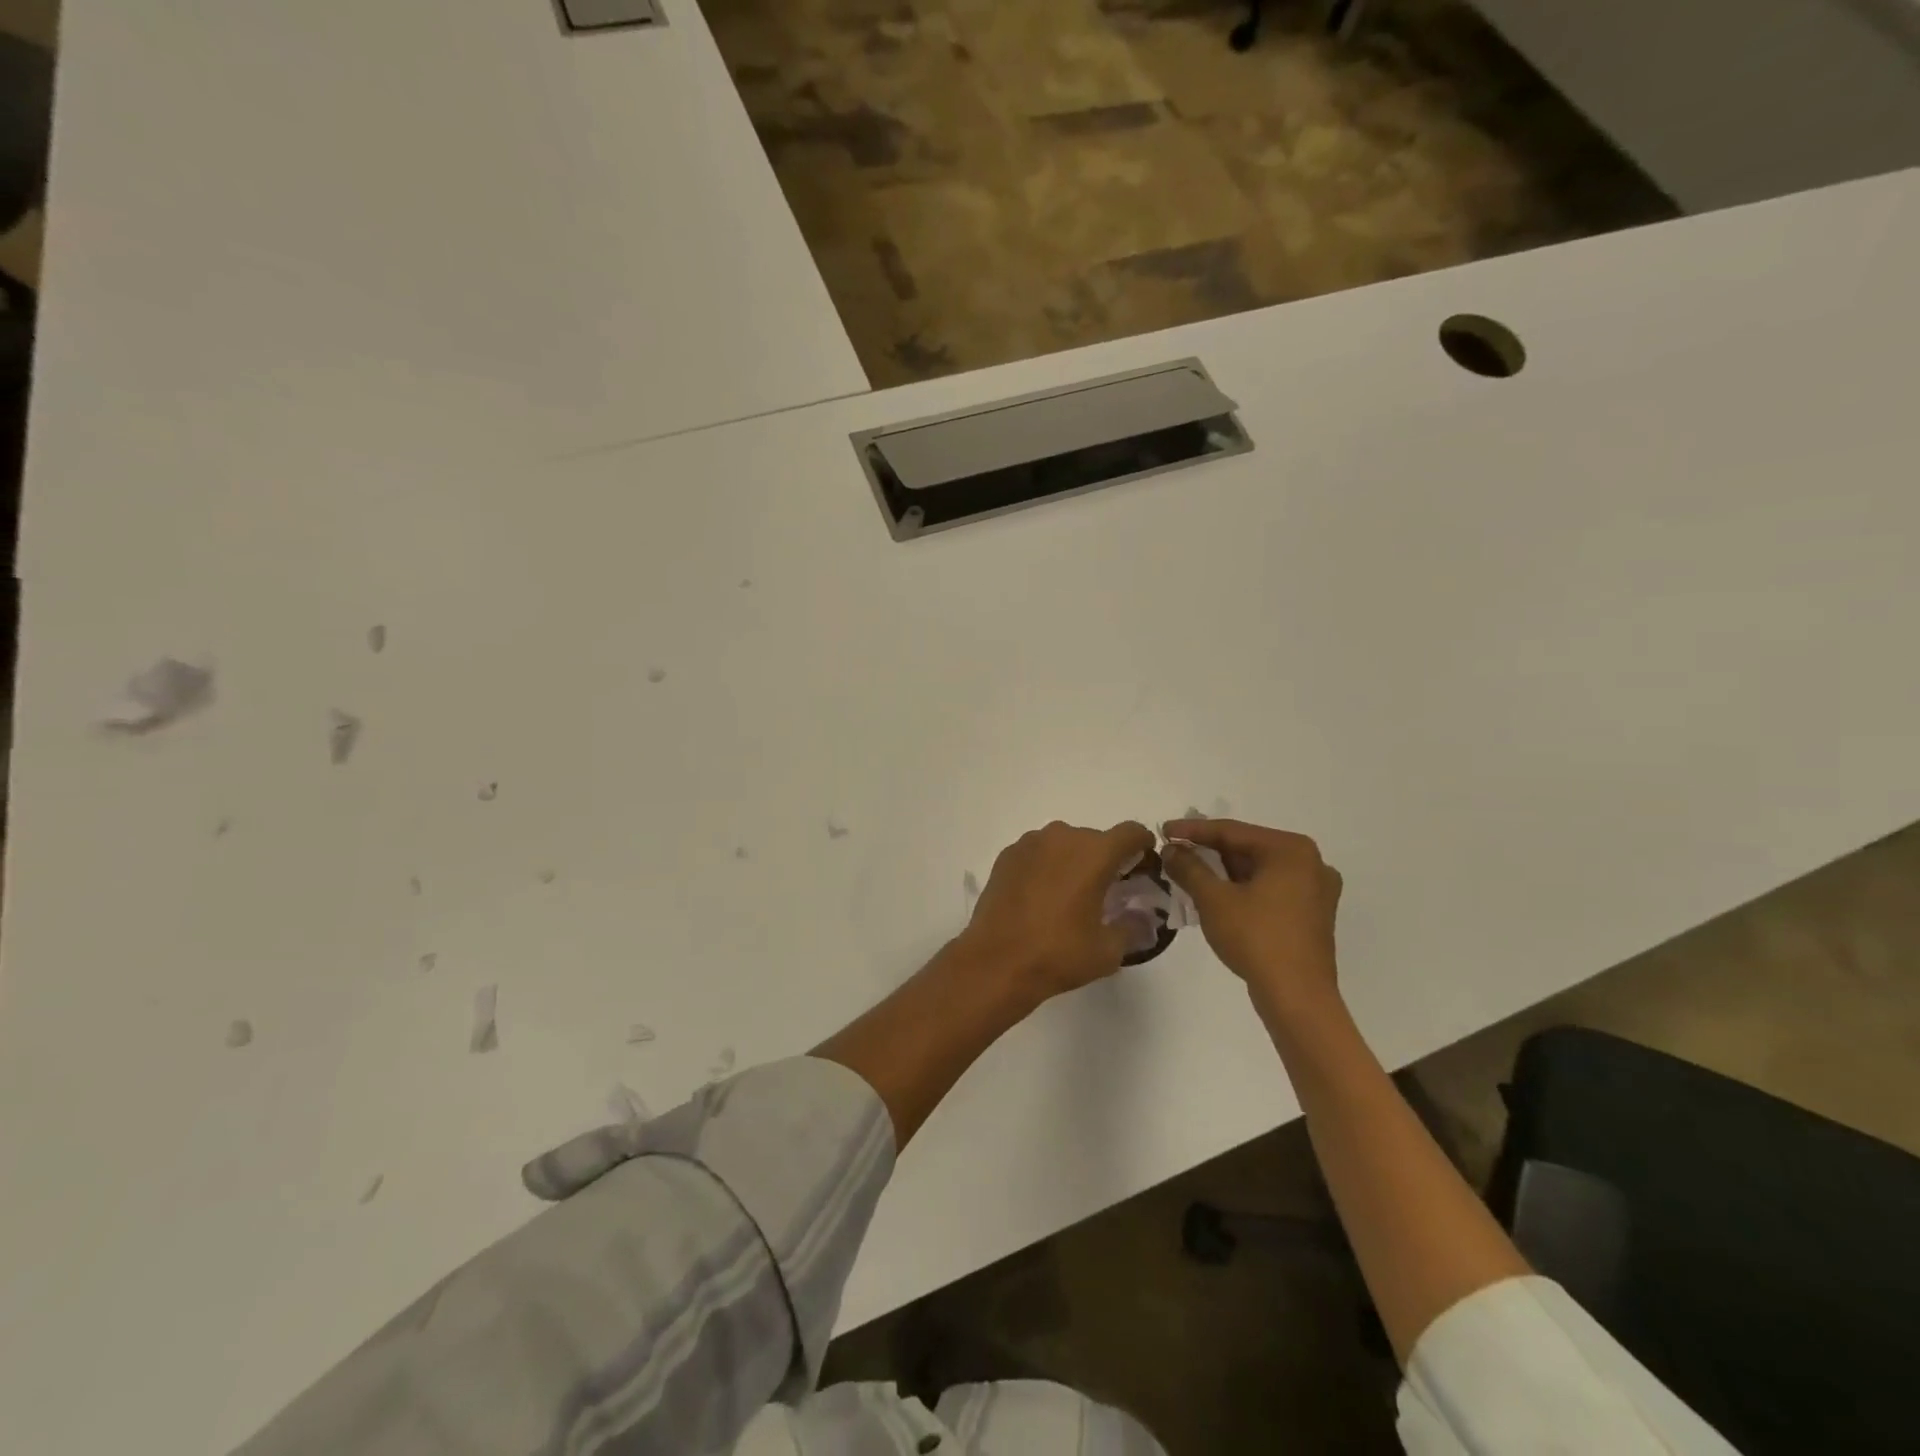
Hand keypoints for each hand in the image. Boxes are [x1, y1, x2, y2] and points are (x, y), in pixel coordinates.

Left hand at [961, 819, 1157, 1003]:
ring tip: (1069, 895)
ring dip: (1073, 861)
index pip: (1131, 833)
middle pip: (1096, 839)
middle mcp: (1063, 837)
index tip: (1142, 867)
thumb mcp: (1108, 950)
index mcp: (1094, 853)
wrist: (996, 961)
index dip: (1143, 846)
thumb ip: (1132, 927)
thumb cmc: (1058, 954)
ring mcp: (1030, 843)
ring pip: (1064, 844)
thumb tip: (1140, 917)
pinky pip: (1038, 852)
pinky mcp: (1007, 855)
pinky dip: (1046, 866)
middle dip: (1105, 860)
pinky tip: (1040, 897)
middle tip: (1105, 892)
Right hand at [1162, 819, 1342, 1015]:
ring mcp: (1315, 890)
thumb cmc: (1256, 939)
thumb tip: (1171, 849)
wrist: (1297, 998)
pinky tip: (1216, 896)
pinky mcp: (1311, 915)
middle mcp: (1310, 862)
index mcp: (1291, 850)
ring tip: (1188, 874)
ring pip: (1258, 870)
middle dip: (1208, 852)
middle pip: (1247, 849)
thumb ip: (1189, 867)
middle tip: (1174, 852)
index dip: (1193, 831)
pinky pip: (1270, 889)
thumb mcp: (1214, 899)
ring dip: (1223, 872)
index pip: (1232, 831)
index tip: (1163, 831)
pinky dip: (1242, 889)